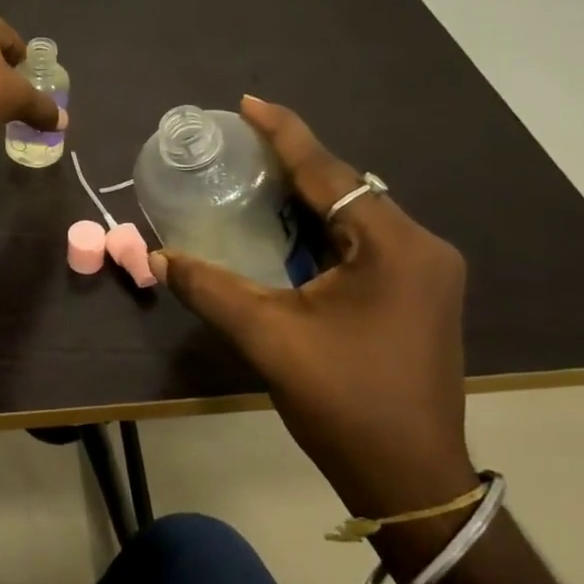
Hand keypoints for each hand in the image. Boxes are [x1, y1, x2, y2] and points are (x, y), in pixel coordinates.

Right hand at [149, 95, 473, 519]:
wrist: (411, 480)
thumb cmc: (344, 403)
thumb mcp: (269, 338)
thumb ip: (211, 289)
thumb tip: (158, 258)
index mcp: (393, 248)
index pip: (330, 173)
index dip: (285, 134)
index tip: (248, 102)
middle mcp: (419, 248)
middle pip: (346, 188)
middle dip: (293, 163)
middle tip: (241, 143)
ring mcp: (426, 273)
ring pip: (355, 215)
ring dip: (307, 195)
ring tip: (256, 175)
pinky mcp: (418, 294)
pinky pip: (363, 240)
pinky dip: (323, 226)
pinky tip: (289, 226)